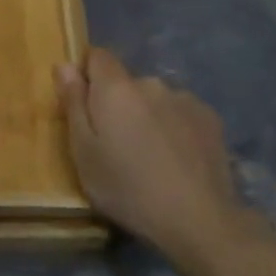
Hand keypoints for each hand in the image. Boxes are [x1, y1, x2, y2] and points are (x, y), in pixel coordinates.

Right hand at [56, 48, 242, 260]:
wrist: (198, 220)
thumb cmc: (126, 188)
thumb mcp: (83, 152)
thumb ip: (73, 104)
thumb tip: (64, 65)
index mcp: (116, 88)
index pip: (97, 56)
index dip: (87, 75)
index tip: (85, 107)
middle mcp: (151, 83)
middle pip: (126, 83)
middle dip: (117, 104)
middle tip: (115, 145)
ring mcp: (185, 100)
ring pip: (154, 100)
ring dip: (147, 117)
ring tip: (150, 157)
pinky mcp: (211, 120)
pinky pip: (180, 114)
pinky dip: (174, 128)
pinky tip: (177, 161)